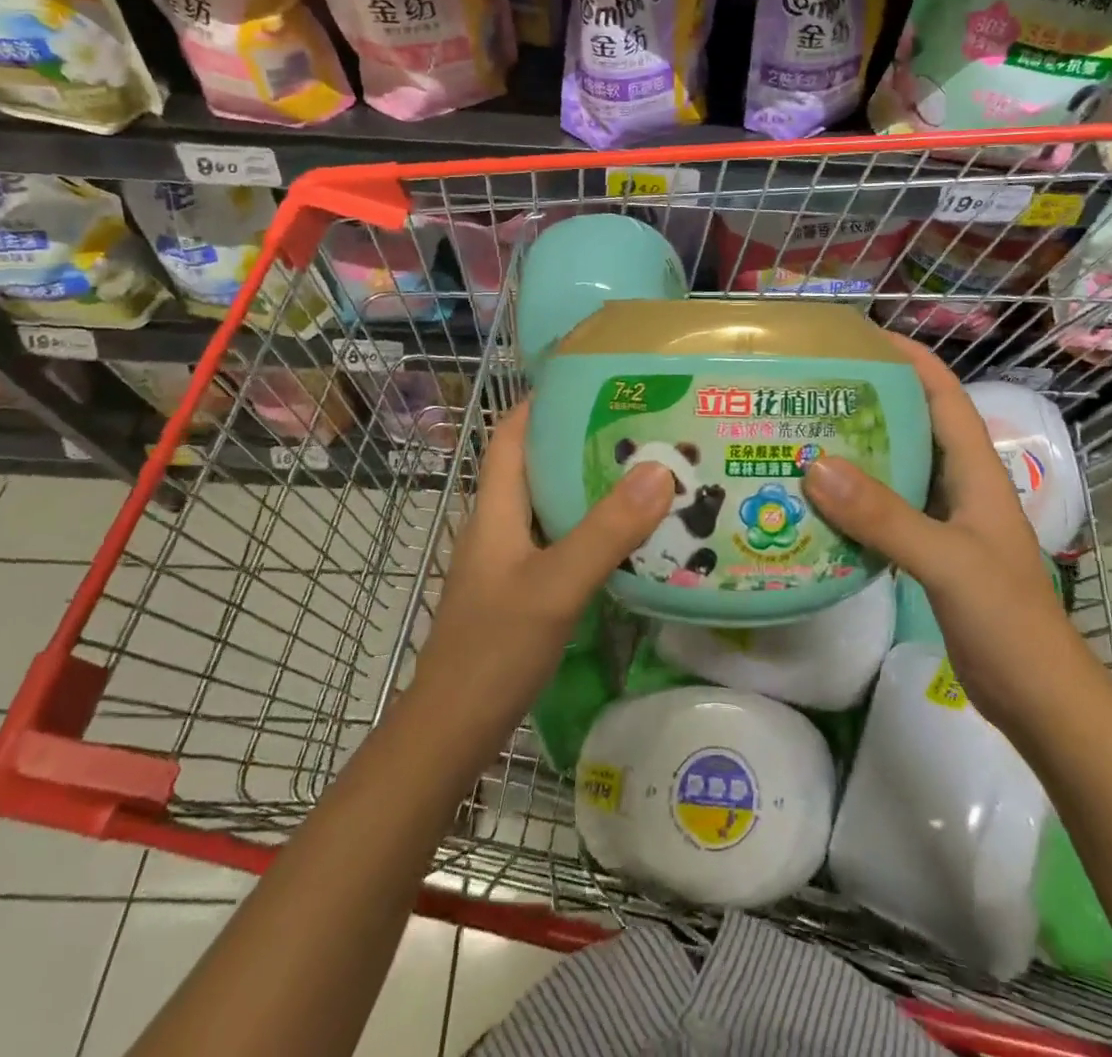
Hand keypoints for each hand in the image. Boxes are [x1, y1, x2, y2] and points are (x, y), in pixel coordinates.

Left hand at [407, 400, 673, 730]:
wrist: (453, 731)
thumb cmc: (494, 649)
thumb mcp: (556, 585)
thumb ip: (606, 530)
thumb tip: (659, 469)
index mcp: (495, 509)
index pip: (510, 434)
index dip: (540, 401)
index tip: (590, 380)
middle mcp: (499, 525)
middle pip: (536, 464)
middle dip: (580, 439)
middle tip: (638, 424)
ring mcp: (509, 559)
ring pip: (551, 505)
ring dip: (590, 485)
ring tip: (646, 471)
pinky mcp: (522, 589)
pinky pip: (560, 541)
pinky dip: (591, 528)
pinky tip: (630, 537)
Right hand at [801, 334, 1091, 731]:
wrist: (1038, 698)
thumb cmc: (1007, 620)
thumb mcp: (947, 562)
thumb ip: (885, 516)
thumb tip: (815, 465)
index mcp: (976, 471)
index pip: (944, 394)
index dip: (910, 358)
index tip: (861, 337)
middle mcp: (960, 485)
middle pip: (914, 424)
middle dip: (870, 400)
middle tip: (812, 387)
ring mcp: (945, 520)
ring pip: (897, 469)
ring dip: (857, 451)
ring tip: (803, 435)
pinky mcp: (929, 552)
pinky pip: (886, 511)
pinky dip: (854, 501)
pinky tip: (817, 504)